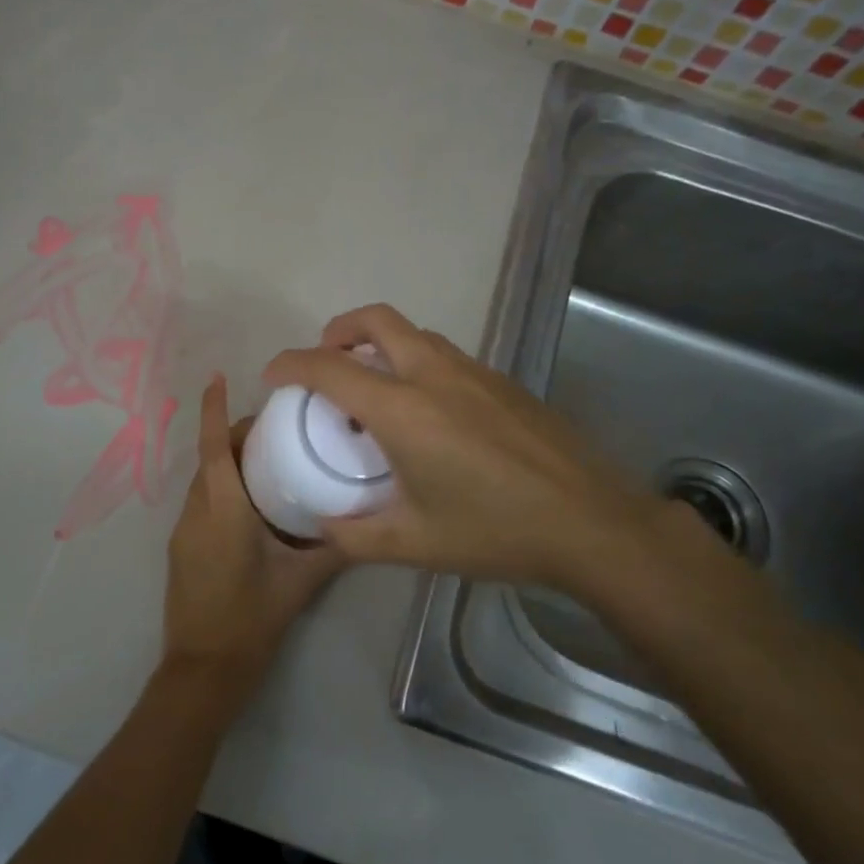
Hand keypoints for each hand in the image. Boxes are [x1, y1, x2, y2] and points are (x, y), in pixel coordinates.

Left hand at [160, 375, 346, 704]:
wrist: (203, 670)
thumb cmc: (251, 620)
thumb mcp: (300, 582)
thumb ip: (334, 548)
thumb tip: (365, 522)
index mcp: (223, 510)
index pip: (213, 447)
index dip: (213, 409)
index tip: (217, 377)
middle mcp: (196, 512)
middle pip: (209, 458)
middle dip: (232, 434)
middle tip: (275, 429)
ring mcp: (183, 531)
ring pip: (203, 480)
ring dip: (226, 462)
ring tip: (268, 460)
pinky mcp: (181, 549)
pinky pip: (200, 502)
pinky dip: (220, 488)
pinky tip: (251, 503)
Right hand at [263, 304, 678, 595]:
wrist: (591, 522)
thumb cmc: (496, 531)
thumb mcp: (414, 543)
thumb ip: (356, 534)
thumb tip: (323, 526)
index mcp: (403, 410)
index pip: (330, 368)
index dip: (291, 364)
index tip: (273, 375)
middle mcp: (435, 375)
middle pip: (376, 320)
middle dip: (338, 329)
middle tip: (325, 363)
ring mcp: (474, 372)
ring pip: (414, 333)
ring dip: (380, 343)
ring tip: (372, 386)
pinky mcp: (502, 382)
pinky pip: (444, 354)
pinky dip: (415, 360)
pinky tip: (426, 410)